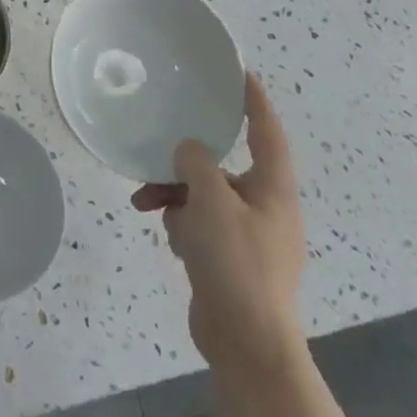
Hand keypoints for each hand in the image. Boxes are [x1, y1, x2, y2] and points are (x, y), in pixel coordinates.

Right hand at [132, 73, 304, 376]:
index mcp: (272, 188)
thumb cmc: (237, 263)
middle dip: (187, 161)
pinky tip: (164, 233)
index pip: (266, 131)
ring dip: (173, 193)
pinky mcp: (228, 258)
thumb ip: (196, 164)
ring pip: (204, 195)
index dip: (254, 100)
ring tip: (144, 202)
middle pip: (223, 165)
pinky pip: (199, 223)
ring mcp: (247, 235)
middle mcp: (264, 206)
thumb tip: (189, 152)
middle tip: (159, 150)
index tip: (238, 73)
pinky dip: (179, 222)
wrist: (247, 342)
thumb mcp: (211, 202)